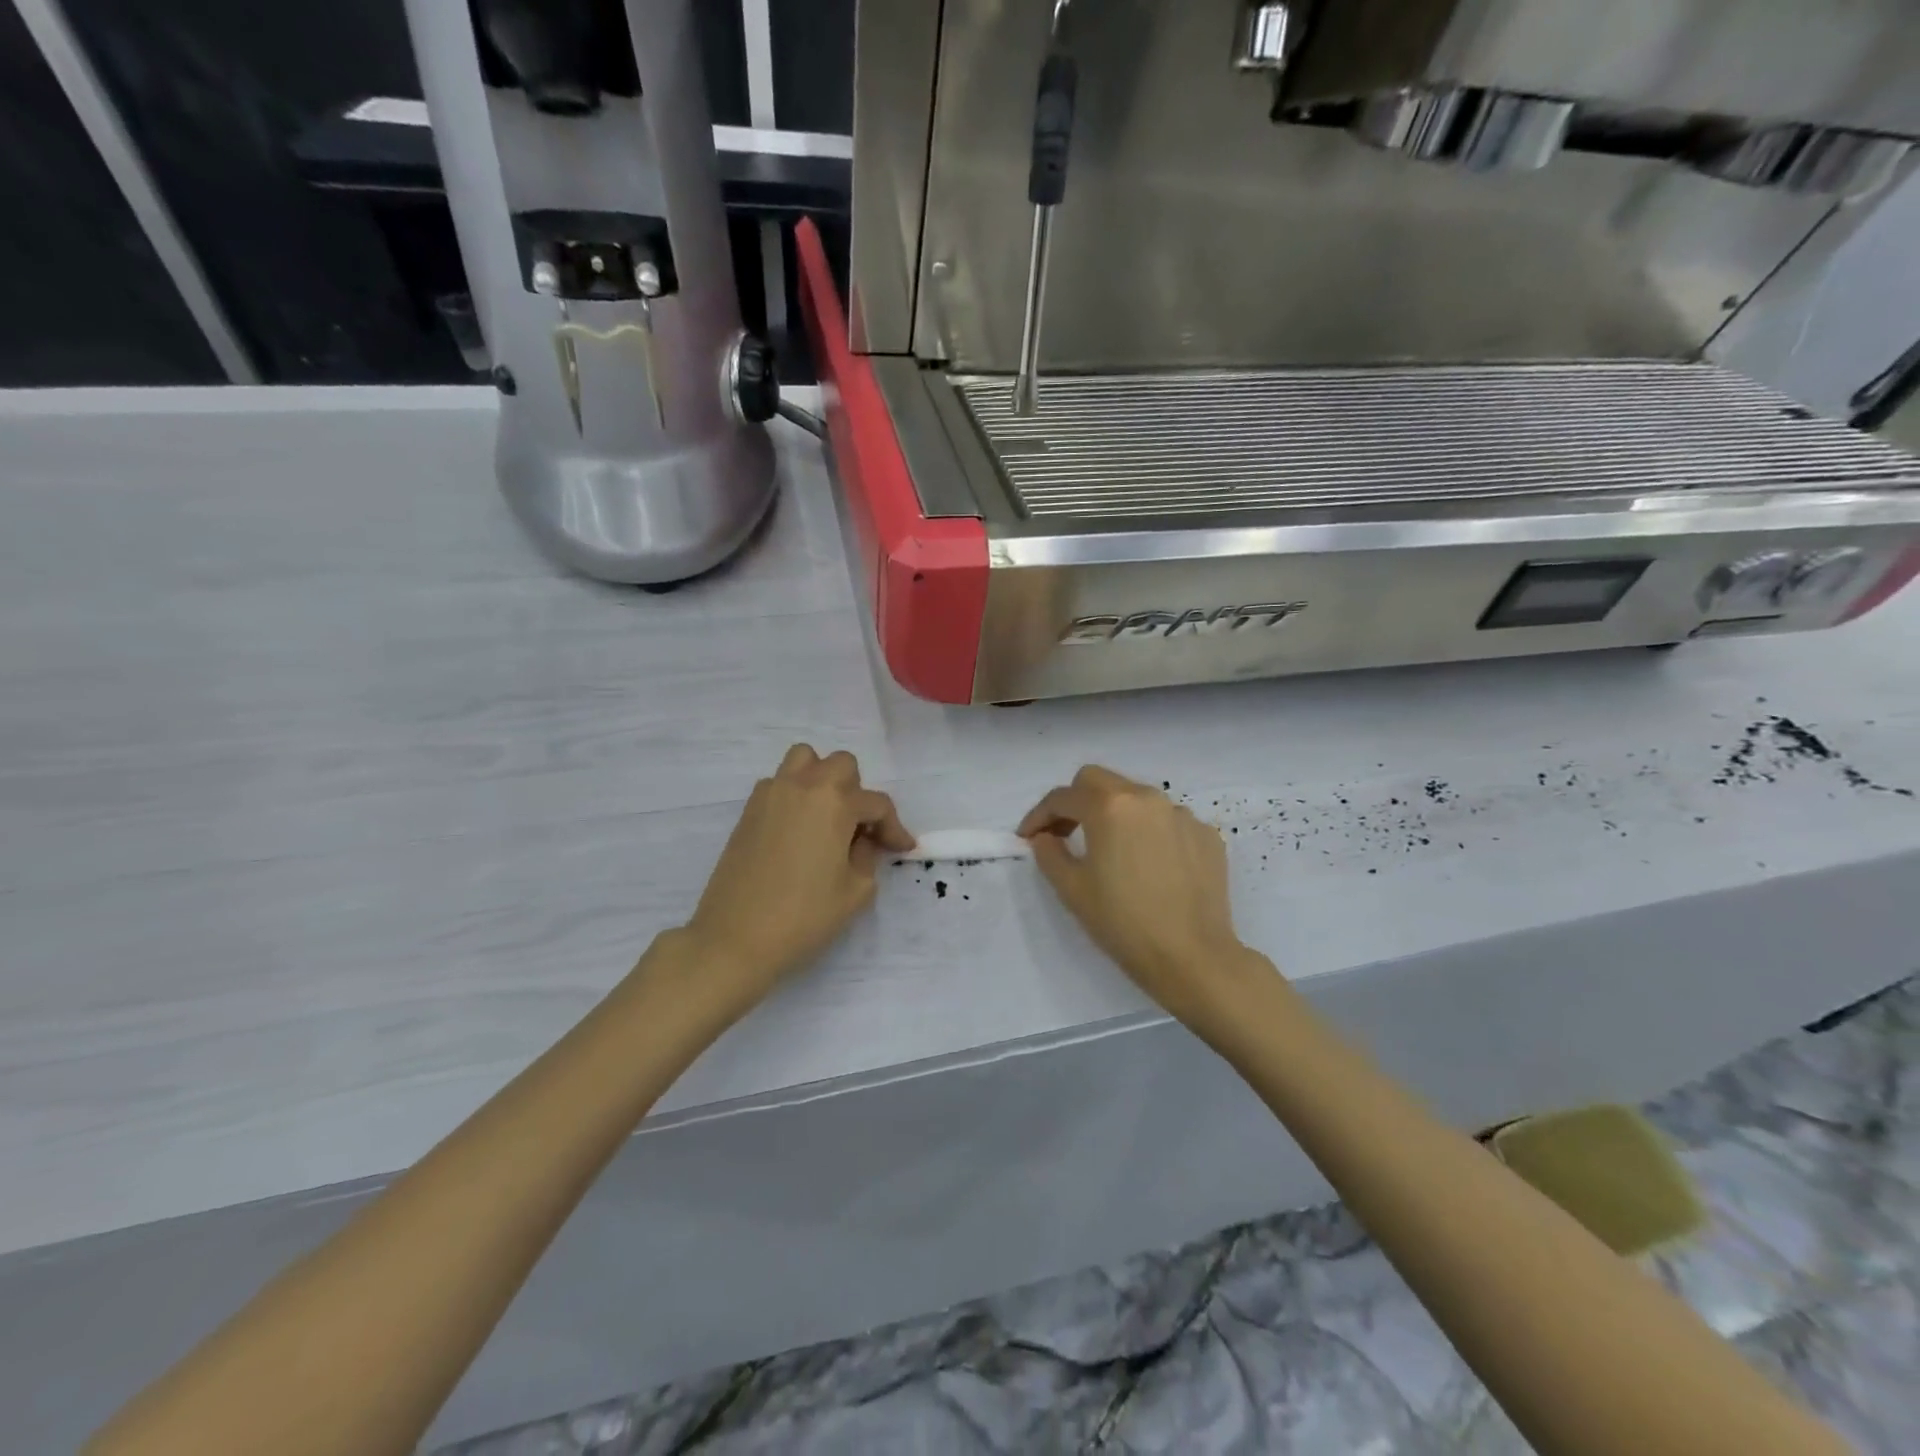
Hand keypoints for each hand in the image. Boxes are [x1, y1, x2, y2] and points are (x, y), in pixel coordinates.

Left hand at [677, 745, 913, 1008]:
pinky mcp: (748, 811)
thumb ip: (867, 857)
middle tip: (860, 830)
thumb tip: (861, 843)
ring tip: (827, 818)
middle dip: (858, 792)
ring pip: (804, 760)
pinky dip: (795, 795)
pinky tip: (799, 831)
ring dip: (822, 780)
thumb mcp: (855, 891)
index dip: (894, 827)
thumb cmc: (803, 917)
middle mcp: (803, 786)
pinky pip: (779, 784)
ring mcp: (771, 794)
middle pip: (841, 765)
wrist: (734, 938)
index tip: (902, 849)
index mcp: (834, 803)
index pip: (876, 804)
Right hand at [1019, 766, 1267, 1025]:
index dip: (1039, 815)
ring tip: (1110, 850)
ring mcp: (1181, 815)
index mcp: (1109, 806)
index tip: (1028, 837)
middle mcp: (1147, 798)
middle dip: (1075, 801)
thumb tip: (1045, 837)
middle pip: (1099, 782)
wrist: (1193, 957)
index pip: (1063, 797)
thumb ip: (1049, 854)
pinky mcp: (1206, 835)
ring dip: (1115, 814)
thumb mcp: (1072, 890)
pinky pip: (1167, 822)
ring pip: (1136, 798)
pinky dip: (1149, 833)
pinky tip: (1149, 866)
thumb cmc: (1123, 923)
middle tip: (1064, 833)